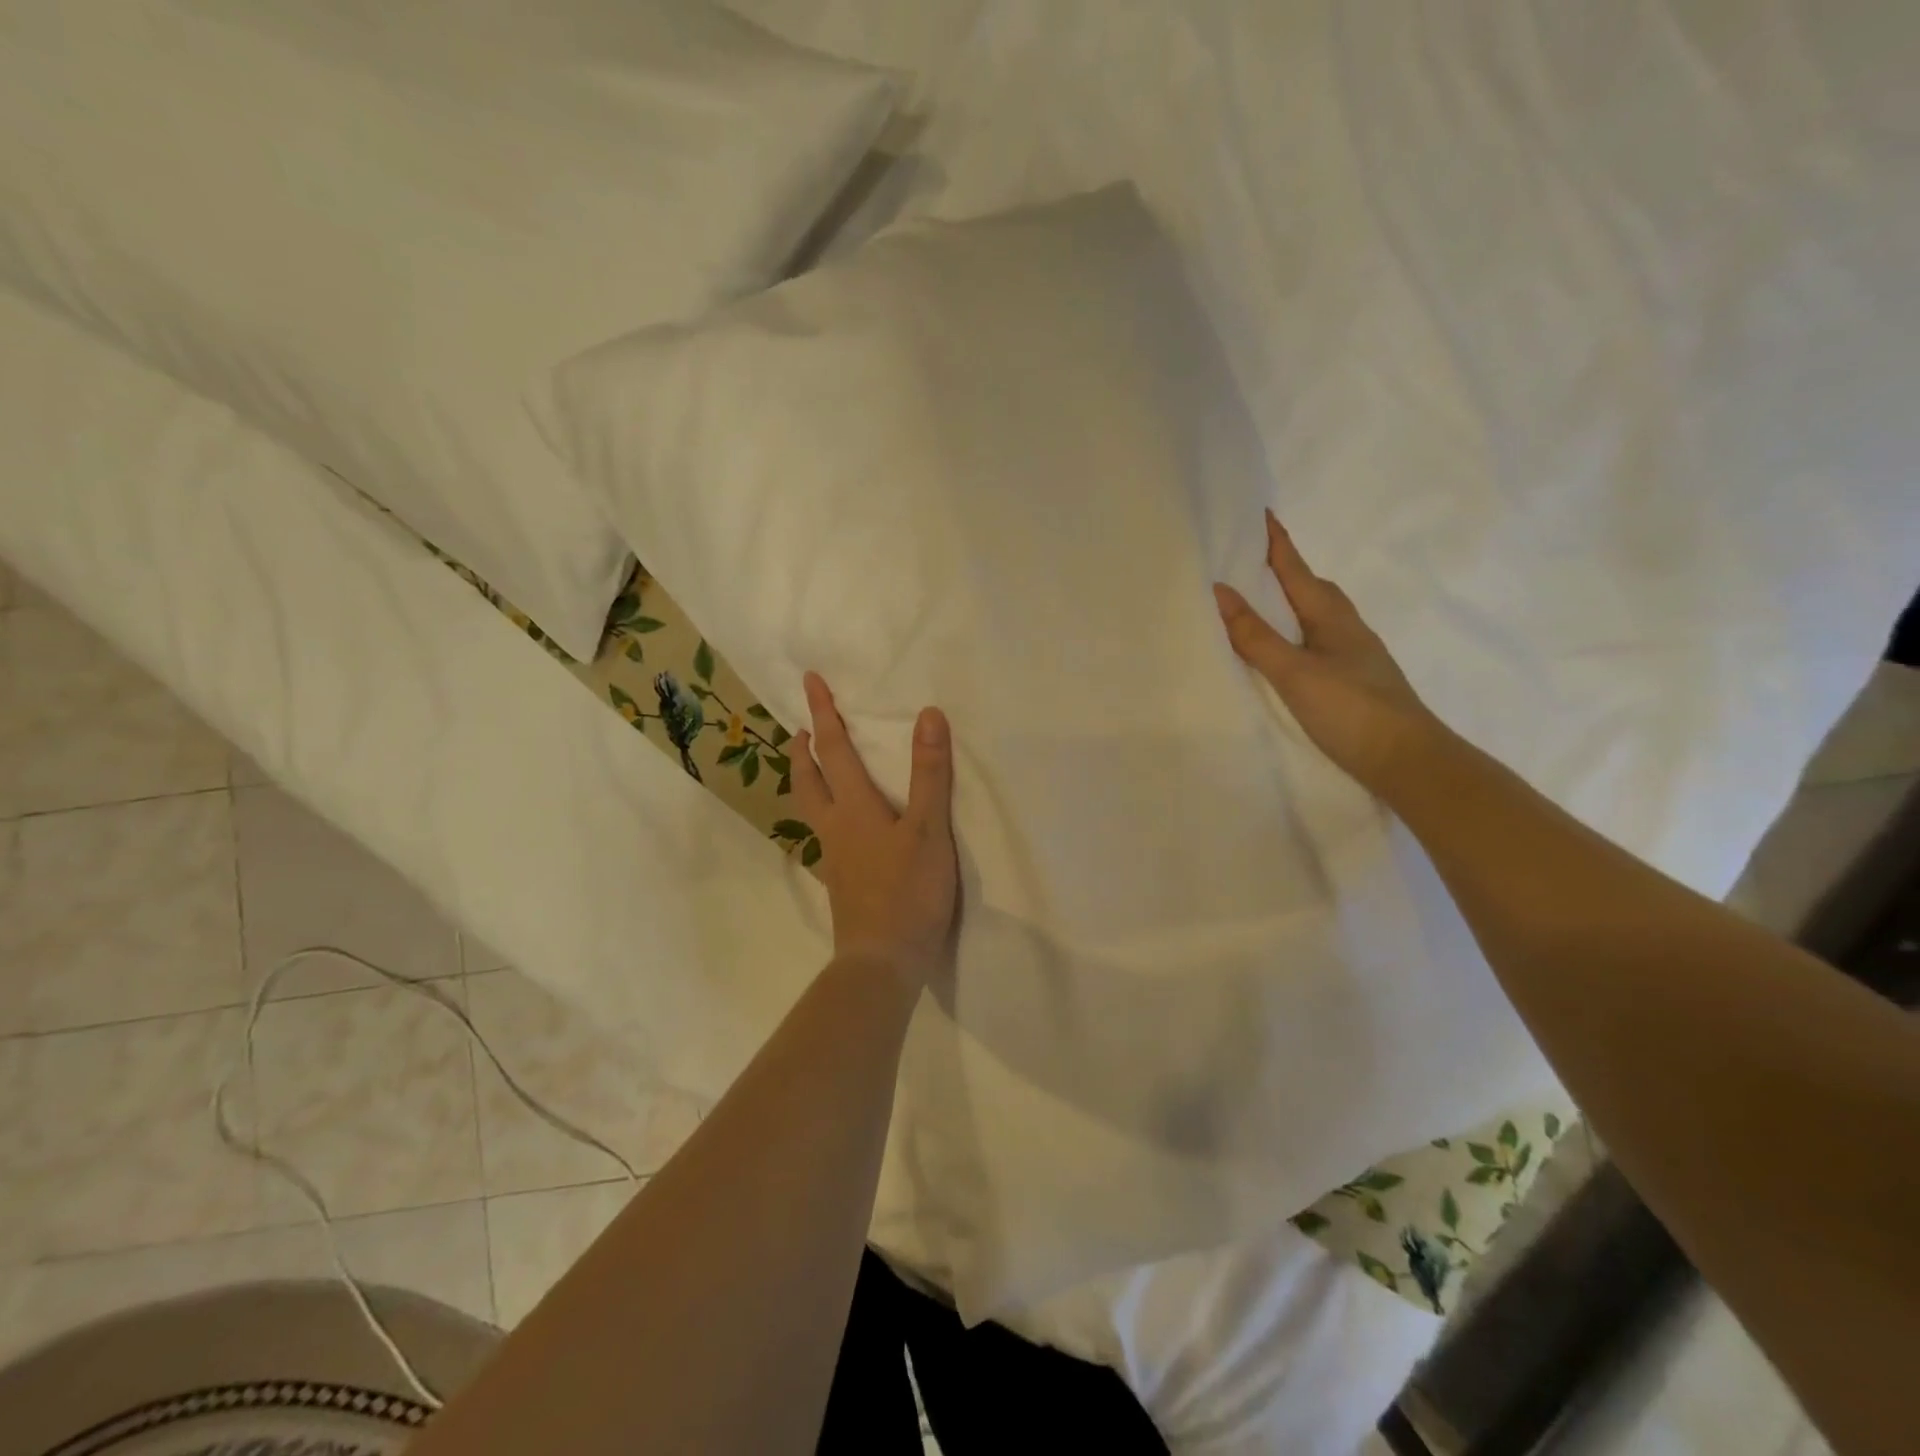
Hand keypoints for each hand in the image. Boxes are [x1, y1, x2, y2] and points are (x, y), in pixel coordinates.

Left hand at [793, 672, 958, 990]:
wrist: (882, 961)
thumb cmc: (909, 892)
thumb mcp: (929, 829)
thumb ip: (929, 774)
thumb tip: (927, 715)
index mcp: (853, 808)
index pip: (833, 749)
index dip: (823, 713)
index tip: (809, 681)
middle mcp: (835, 827)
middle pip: (808, 780)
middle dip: (803, 749)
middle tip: (800, 728)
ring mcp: (834, 858)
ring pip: (811, 808)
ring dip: (807, 780)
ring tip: (812, 768)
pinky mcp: (842, 883)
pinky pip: (824, 835)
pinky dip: (822, 814)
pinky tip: (839, 827)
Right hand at [1214, 510, 1440, 796]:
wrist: (1406, 760)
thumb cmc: (1350, 709)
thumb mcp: (1294, 671)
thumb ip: (1255, 636)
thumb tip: (1220, 591)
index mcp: (1331, 616)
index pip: (1297, 569)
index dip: (1277, 542)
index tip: (1260, 512)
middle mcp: (1346, 628)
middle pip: (1311, 587)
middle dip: (1283, 569)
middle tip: (1250, 558)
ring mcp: (1353, 654)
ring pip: (1316, 615)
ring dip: (1290, 601)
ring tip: (1261, 601)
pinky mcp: (1353, 680)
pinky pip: (1317, 640)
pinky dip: (1295, 632)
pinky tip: (1285, 650)